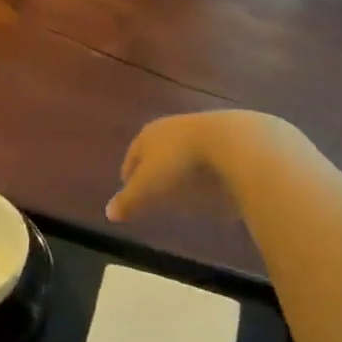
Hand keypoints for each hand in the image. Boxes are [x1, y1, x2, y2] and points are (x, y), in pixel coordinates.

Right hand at [106, 111, 299, 222]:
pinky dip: (209, 170)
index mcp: (148, 135)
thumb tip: (108, 213)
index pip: (132, 156)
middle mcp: (172, 127)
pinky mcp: (230, 137)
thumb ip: (128, 201)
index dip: (129, 174)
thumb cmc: (180, 164)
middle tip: (155, 192)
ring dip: (183, 169)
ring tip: (186, 192)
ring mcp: (202, 129)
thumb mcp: (148, 188)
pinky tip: (215, 187)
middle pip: (158, 151)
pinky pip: (212, 158)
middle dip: (155, 170)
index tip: (130, 192)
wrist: (234, 143)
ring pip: (185, 152)